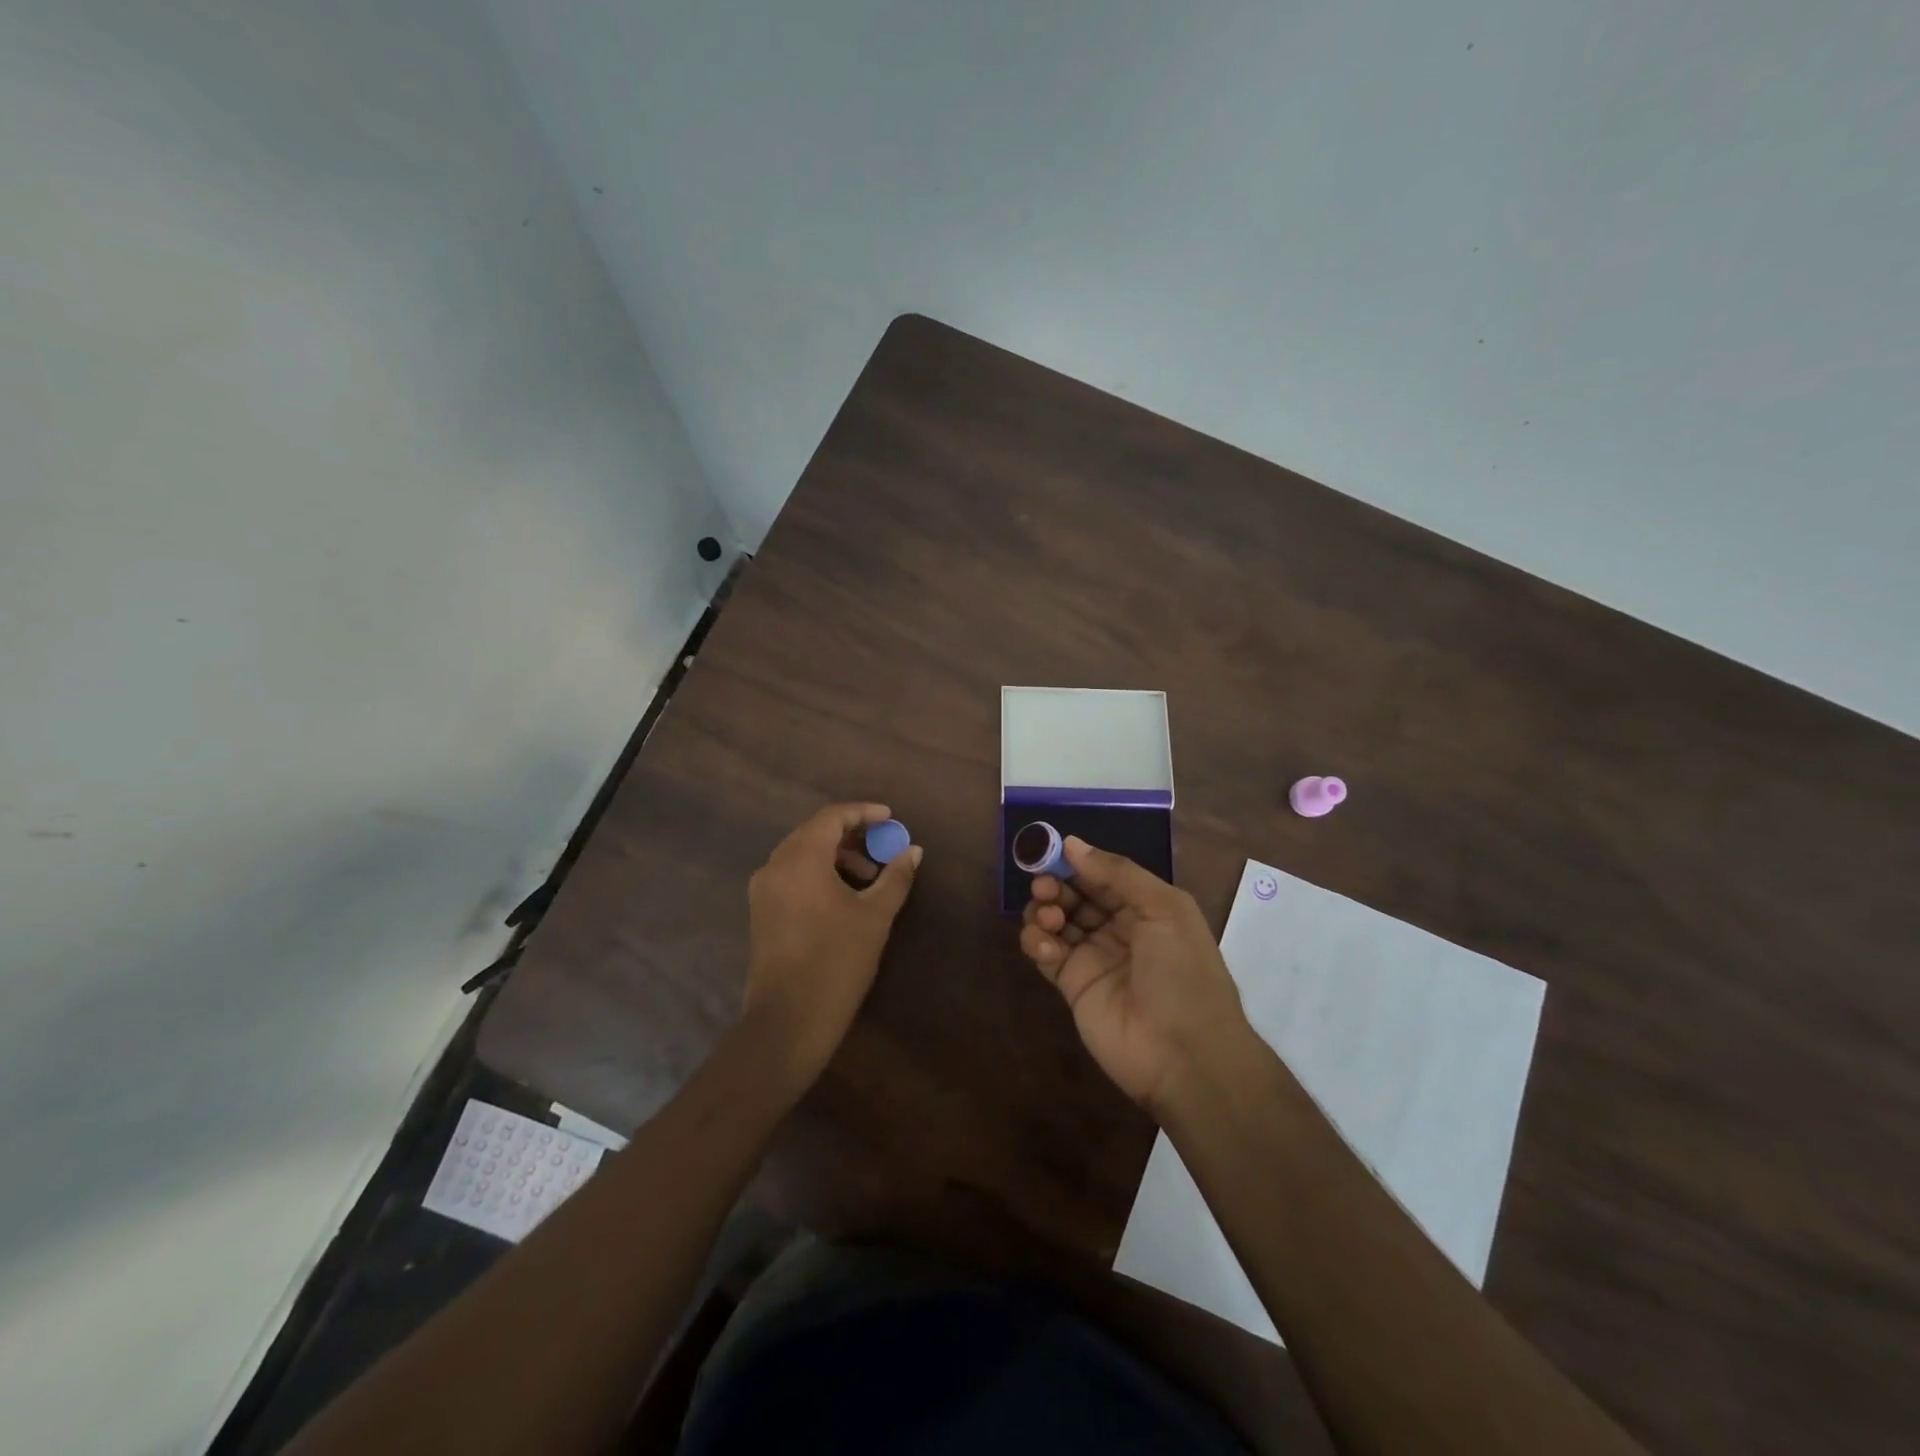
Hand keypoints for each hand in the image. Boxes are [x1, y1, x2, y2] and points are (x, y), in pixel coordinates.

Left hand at [743, 802, 921, 1084]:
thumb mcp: (875, 916)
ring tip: (868, 878)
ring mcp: (763, 890)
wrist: (788, 1020)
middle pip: (814, 832)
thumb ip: (895, 877)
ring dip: (835, 856)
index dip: (863, 812)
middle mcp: (775, 865)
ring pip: (801, 854)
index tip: (891, 819)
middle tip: (882, 847)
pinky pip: (791, 875)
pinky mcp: (761, 911)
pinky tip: (842, 896)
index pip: (831, 817)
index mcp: (801, 859)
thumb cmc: (837, 961)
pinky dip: (818, 873)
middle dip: (851, 835)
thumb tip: (913, 851)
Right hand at [1020, 838, 1249, 1113]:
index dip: (1077, 862)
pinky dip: (1038, 943)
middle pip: (1076, 895)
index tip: (1050, 850)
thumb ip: (1117, 873)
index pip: (1103, 874)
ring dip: (1045, 910)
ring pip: (1057, 921)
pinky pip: (1046, 954)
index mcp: (1146, 907)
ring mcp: (1094, 957)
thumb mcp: (1164, 909)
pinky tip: (1046, 947)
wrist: (1184, 1054)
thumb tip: (1072, 843)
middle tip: (1044, 886)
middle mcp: (1119, 928)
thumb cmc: (1182, 972)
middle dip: (1056, 884)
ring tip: (1049, 918)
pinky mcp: (1072, 985)